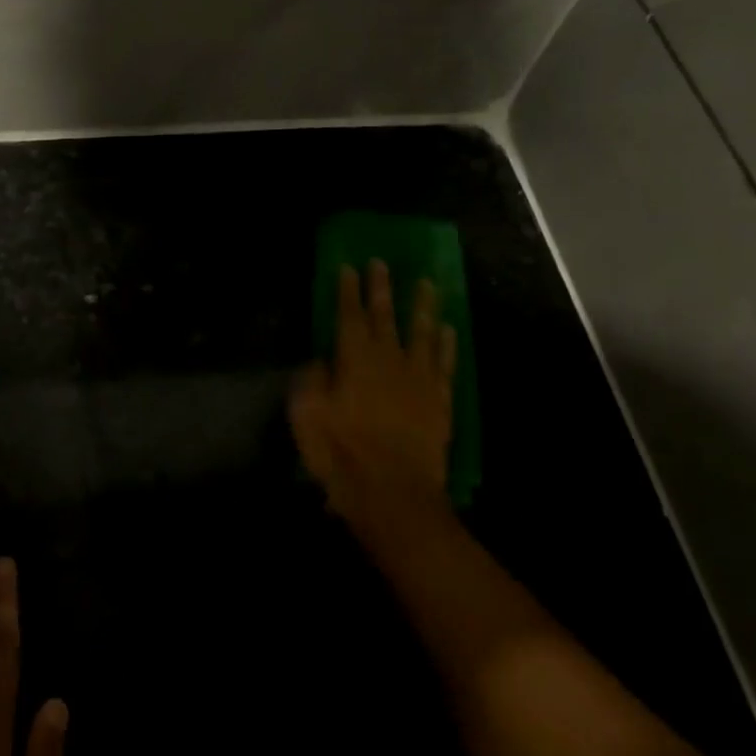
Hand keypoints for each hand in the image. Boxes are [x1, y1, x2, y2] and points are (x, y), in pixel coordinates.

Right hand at [290, 260, 456, 540]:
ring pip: (422, 331)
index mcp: (353, 360)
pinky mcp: (440, 399)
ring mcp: (419, 378)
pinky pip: (445, 362)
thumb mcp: (307, 418)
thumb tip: (320, 359)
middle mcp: (388, 359)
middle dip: (381, 288)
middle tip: (382, 263)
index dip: (348, 291)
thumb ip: (311, 381)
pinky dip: (447, 343)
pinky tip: (448, 329)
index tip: (349, 267)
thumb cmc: (342, 455)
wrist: (394, 492)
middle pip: (384, 316)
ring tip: (427, 283)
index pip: (349, 316)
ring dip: (423, 306)